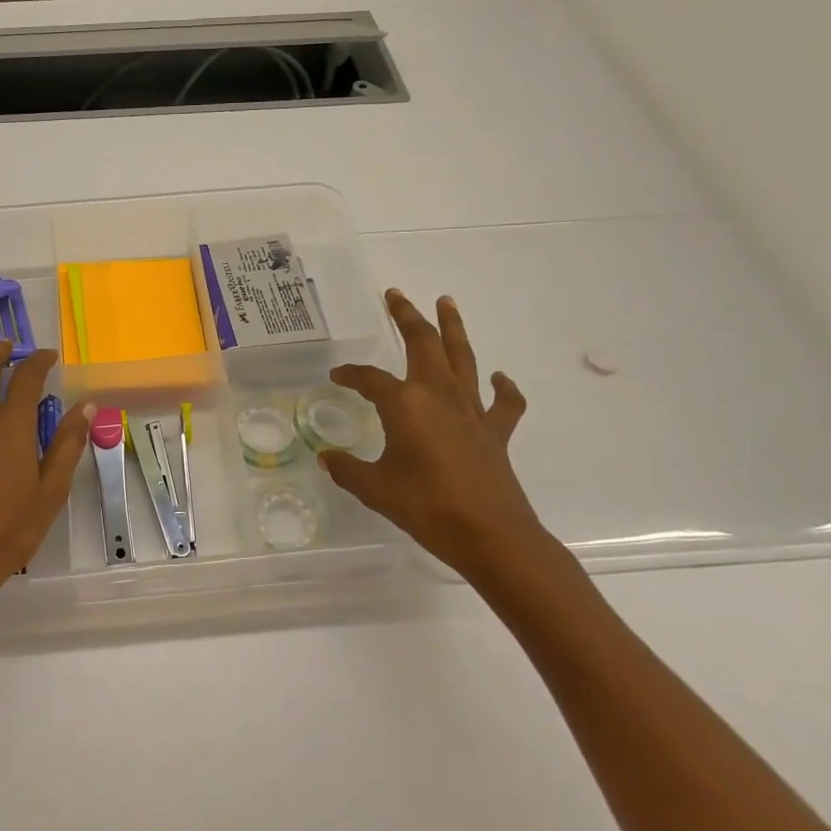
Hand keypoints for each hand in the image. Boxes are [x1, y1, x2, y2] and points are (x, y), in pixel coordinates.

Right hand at [322, 289, 556, 584]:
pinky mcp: (495, 432)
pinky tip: (498, 377)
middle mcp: (438, 396)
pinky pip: (504, 402)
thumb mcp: (374, 489)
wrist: (491, 535)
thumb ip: (347, 469)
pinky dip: (503, 387)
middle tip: (396, 295)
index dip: (351, 374)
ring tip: (446, 302)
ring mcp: (471, 411)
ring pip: (462, 358)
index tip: (337, 375)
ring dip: (452, 328)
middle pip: (423, 344)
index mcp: (405, 404)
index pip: (370, 379)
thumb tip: (326, 456)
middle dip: (407, 317)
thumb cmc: (427, 507)